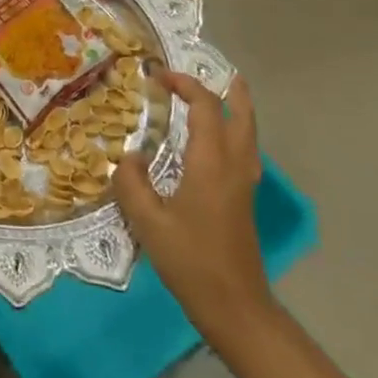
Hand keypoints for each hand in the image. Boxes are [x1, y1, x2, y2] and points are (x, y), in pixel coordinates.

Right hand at [114, 69, 276, 352]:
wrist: (235, 306)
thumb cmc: (191, 261)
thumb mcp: (148, 221)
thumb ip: (132, 183)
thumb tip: (129, 157)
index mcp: (211, 163)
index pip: (204, 108)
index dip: (184, 85)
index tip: (158, 76)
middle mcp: (234, 166)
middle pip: (241, 116)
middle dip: (230, 91)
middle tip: (220, 71)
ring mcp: (244, 185)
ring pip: (248, 135)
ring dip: (238, 110)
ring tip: (226, 95)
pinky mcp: (245, 201)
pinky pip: (245, 152)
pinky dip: (235, 132)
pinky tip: (218, 143)